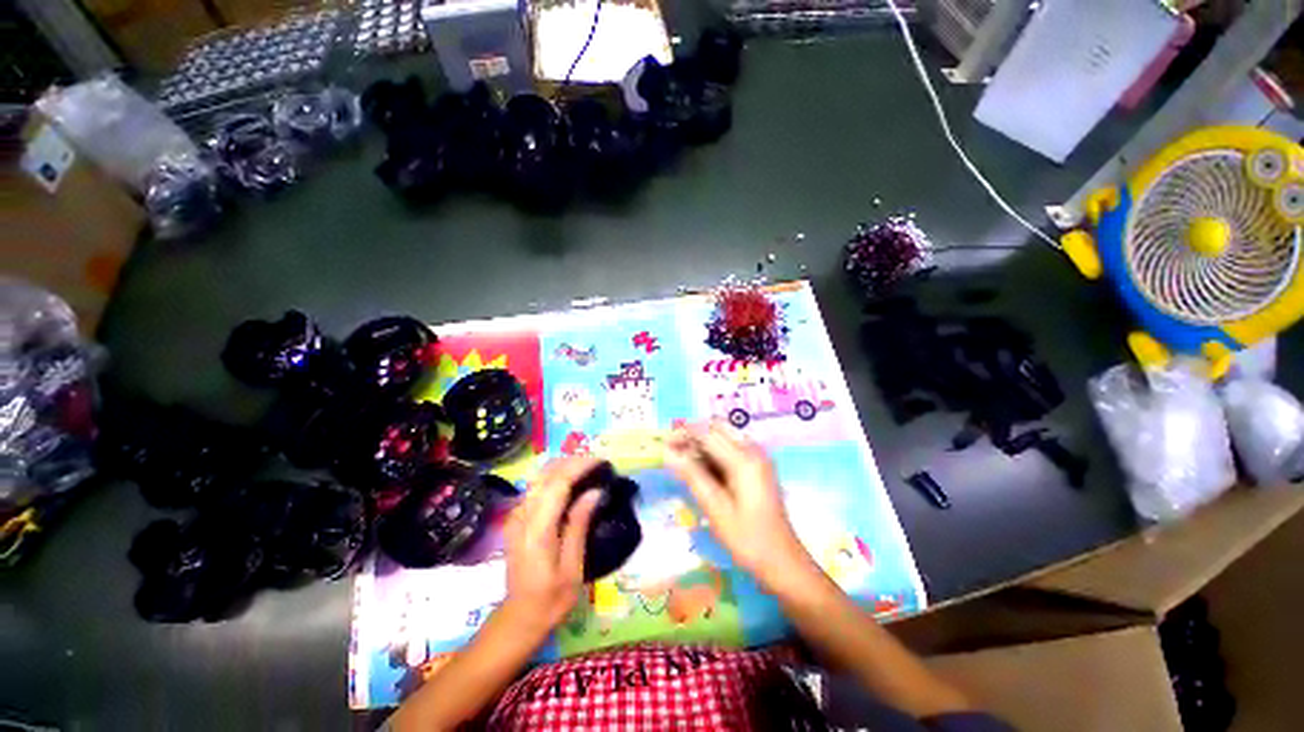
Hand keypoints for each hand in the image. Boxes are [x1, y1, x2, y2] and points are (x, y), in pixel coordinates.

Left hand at [499, 456, 602, 640]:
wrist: (519, 617)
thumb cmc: (551, 599)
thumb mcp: (573, 568)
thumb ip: (579, 525)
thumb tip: (595, 492)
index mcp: (537, 530)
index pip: (558, 484)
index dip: (579, 467)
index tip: (601, 461)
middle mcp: (522, 517)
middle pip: (546, 475)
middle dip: (572, 462)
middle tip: (597, 462)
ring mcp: (515, 516)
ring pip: (538, 478)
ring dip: (562, 467)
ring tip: (587, 467)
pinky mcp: (516, 519)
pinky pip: (535, 487)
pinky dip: (554, 477)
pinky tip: (569, 481)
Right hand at [665, 422, 817, 592]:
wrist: (783, 561)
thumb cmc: (748, 539)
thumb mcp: (715, 509)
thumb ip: (692, 476)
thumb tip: (668, 452)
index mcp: (744, 460)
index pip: (707, 433)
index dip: (683, 434)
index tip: (664, 444)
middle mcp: (753, 450)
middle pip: (717, 427)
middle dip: (693, 434)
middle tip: (674, 453)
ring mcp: (758, 457)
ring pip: (724, 435)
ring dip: (702, 442)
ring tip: (684, 463)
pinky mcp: (758, 466)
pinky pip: (731, 447)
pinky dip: (713, 452)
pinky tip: (702, 470)